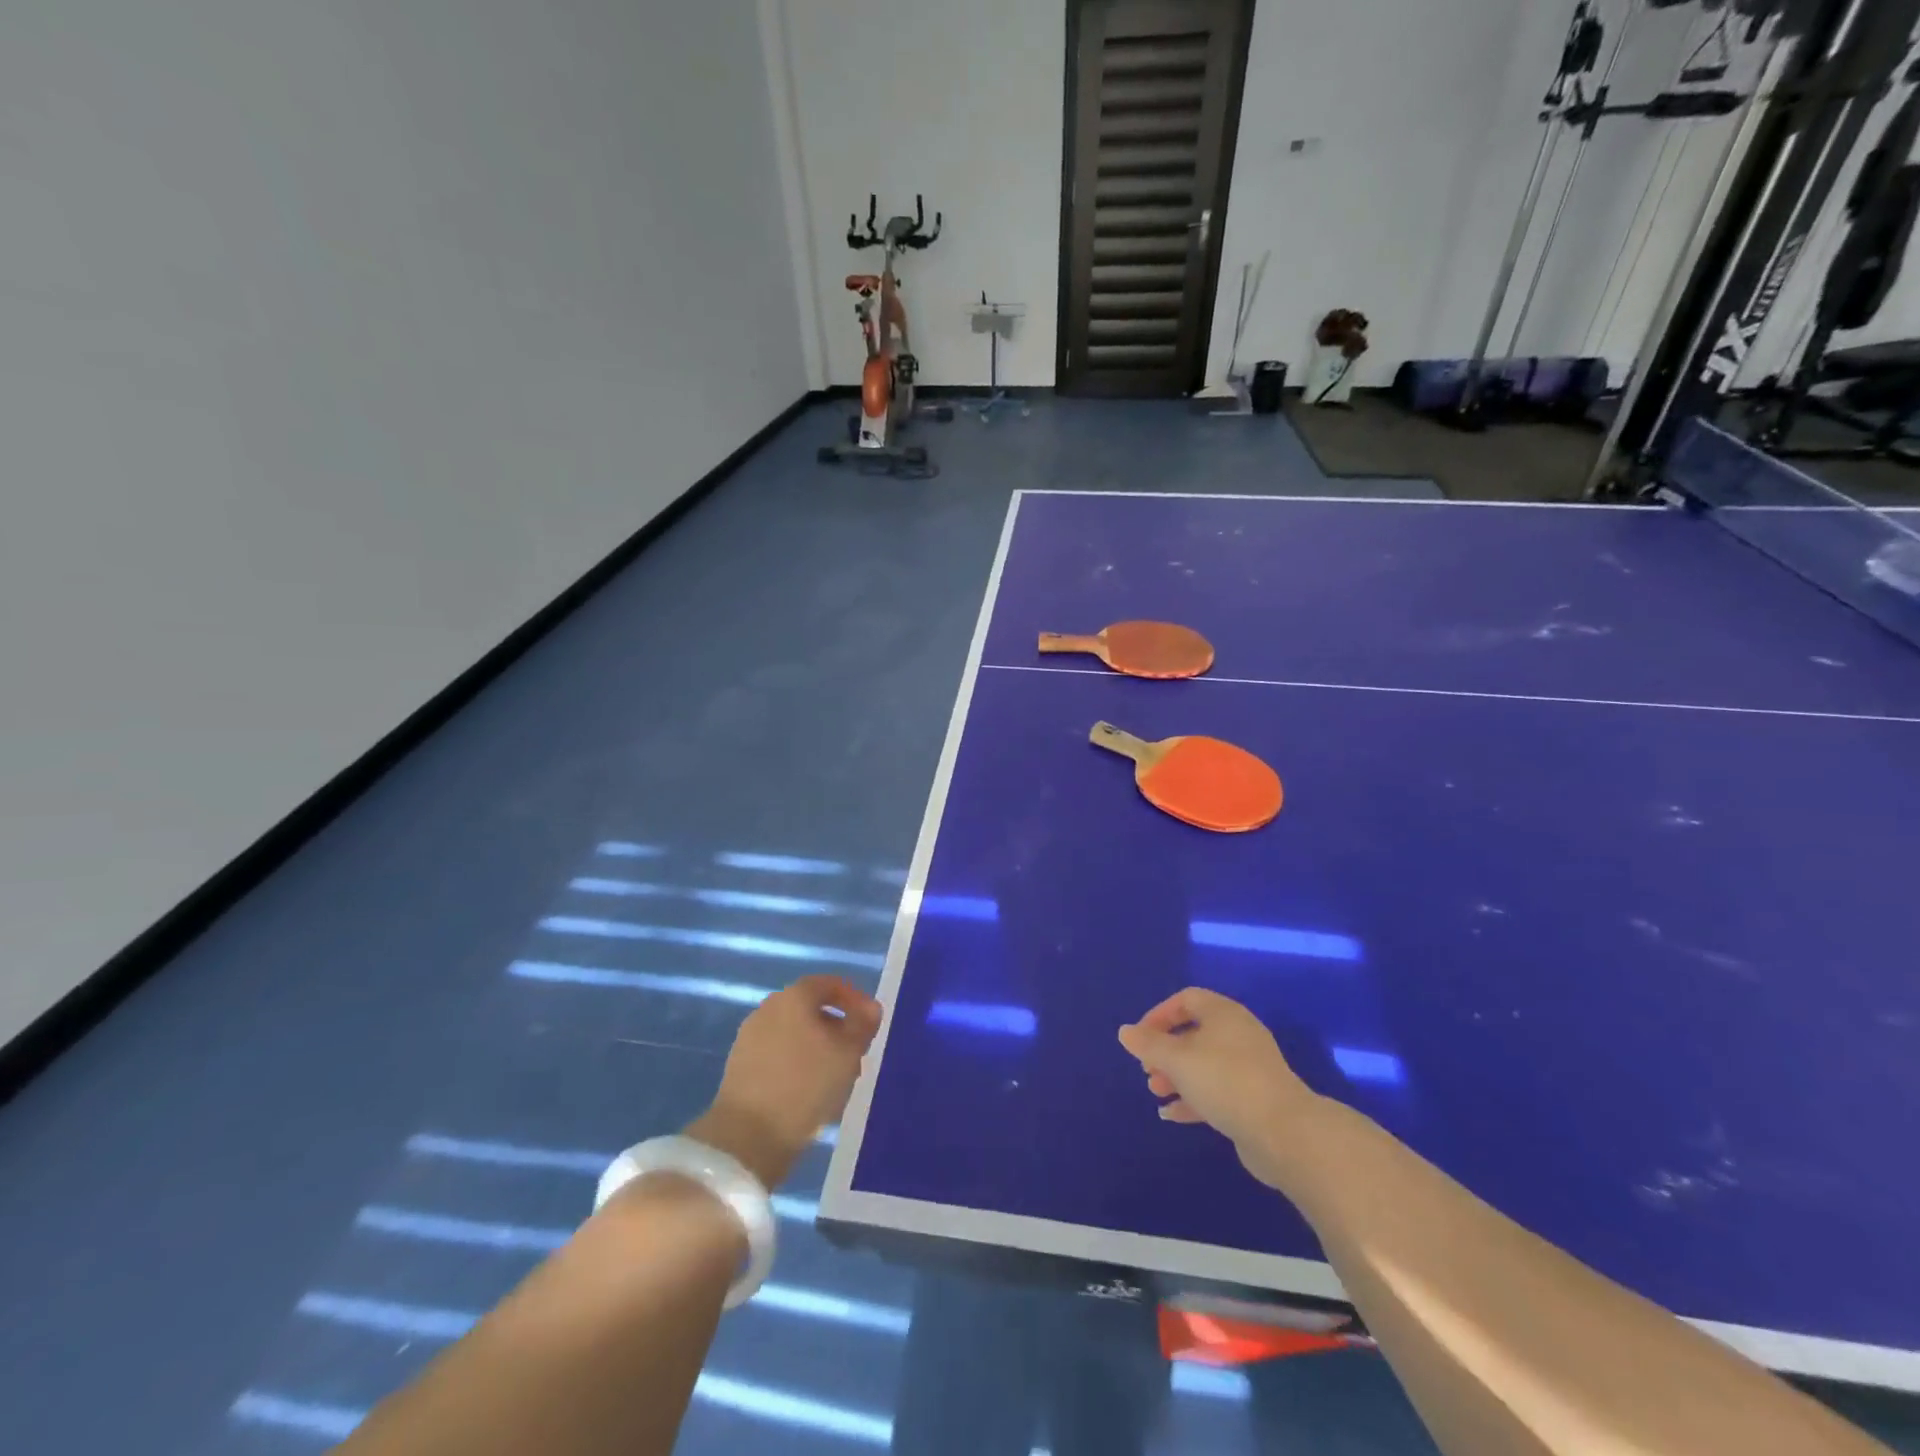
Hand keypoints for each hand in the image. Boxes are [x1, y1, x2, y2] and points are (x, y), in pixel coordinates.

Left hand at [690, 975, 882, 1188]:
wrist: (747, 1136)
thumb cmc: (805, 1084)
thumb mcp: (848, 1053)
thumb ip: (863, 1025)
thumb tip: (870, 1007)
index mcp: (794, 997)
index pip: (829, 984)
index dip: (854, 999)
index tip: (870, 1023)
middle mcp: (768, 1008)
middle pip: (810, 1009)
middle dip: (836, 1027)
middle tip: (855, 1053)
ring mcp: (750, 1037)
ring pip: (794, 1033)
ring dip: (817, 1048)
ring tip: (836, 1077)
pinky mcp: (740, 1066)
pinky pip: (778, 1054)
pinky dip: (797, 1063)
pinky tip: (809, 1091)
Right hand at [1118, 987, 1318, 1187]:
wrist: (1283, 1132)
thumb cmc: (1225, 1081)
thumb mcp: (1177, 1059)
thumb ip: (1148, 1044)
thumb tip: (1125, 1031)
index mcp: (1224, 1014)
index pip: (1186, 999)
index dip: (1159, 1014)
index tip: (1140, 1037)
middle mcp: (1238, 1034)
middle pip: (1194, 1033)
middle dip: (1165, 1050)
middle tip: (1146, 1069)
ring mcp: (1249, 1068)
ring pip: (1204, 1064)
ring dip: (1176, 1076)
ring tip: (1155, 1092)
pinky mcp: (1254, 1099)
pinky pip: (1216, 1091)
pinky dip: (1192, 1099)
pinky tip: (1171, 1115)